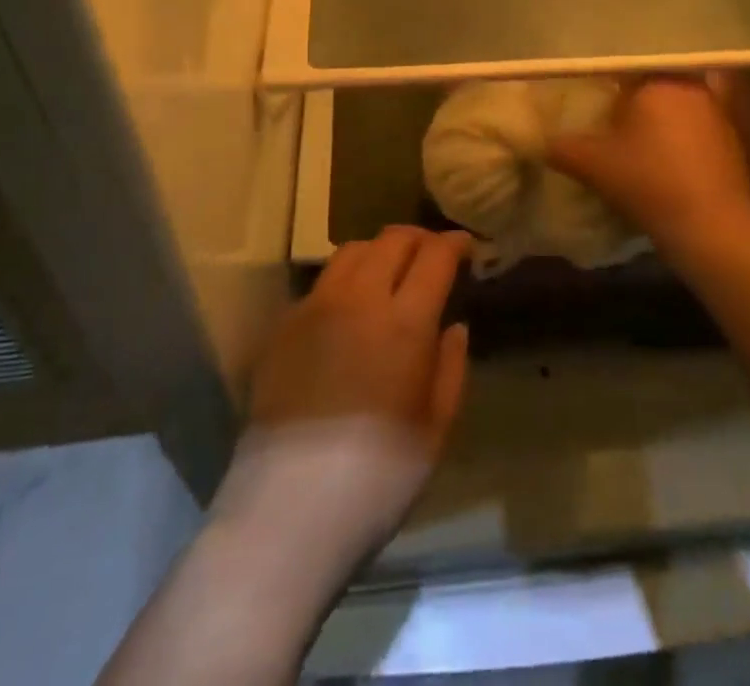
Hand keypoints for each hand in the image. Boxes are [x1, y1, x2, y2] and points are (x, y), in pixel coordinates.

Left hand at [217, 227, 471, 579]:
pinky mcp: (283, 325)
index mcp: (404, 321)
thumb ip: (451, 367)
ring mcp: (315, 306)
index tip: (466, 247)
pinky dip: (345, 279)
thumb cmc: (377, 477)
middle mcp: (359, 298)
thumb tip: (454, 326)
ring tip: (389, 271)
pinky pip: (321, 283)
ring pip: (352, 250)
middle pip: (392, 239)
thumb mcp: (435, 429)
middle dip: (419, 238)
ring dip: (379, 250)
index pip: (435, 256)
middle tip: (431, 254)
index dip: (454, 244)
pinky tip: (349, 308)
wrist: (287, 510)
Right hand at [548, 75, 749, 243]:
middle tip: (611, 117)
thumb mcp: (593, 165)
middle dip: (634, 98)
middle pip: (654, 83)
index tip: (593, 94)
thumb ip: (562, 147)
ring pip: (678, 105)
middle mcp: (690, 87)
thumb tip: (540, 141)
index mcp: (657, 81)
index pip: (626, 66)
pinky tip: (665, 161)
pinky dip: (680, 138)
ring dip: (659, 119)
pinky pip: (697, 128)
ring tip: (636, 141)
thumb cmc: (647, 181)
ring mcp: (717, 113)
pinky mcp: (732, 141)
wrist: (711, 227)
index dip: (607, 79)